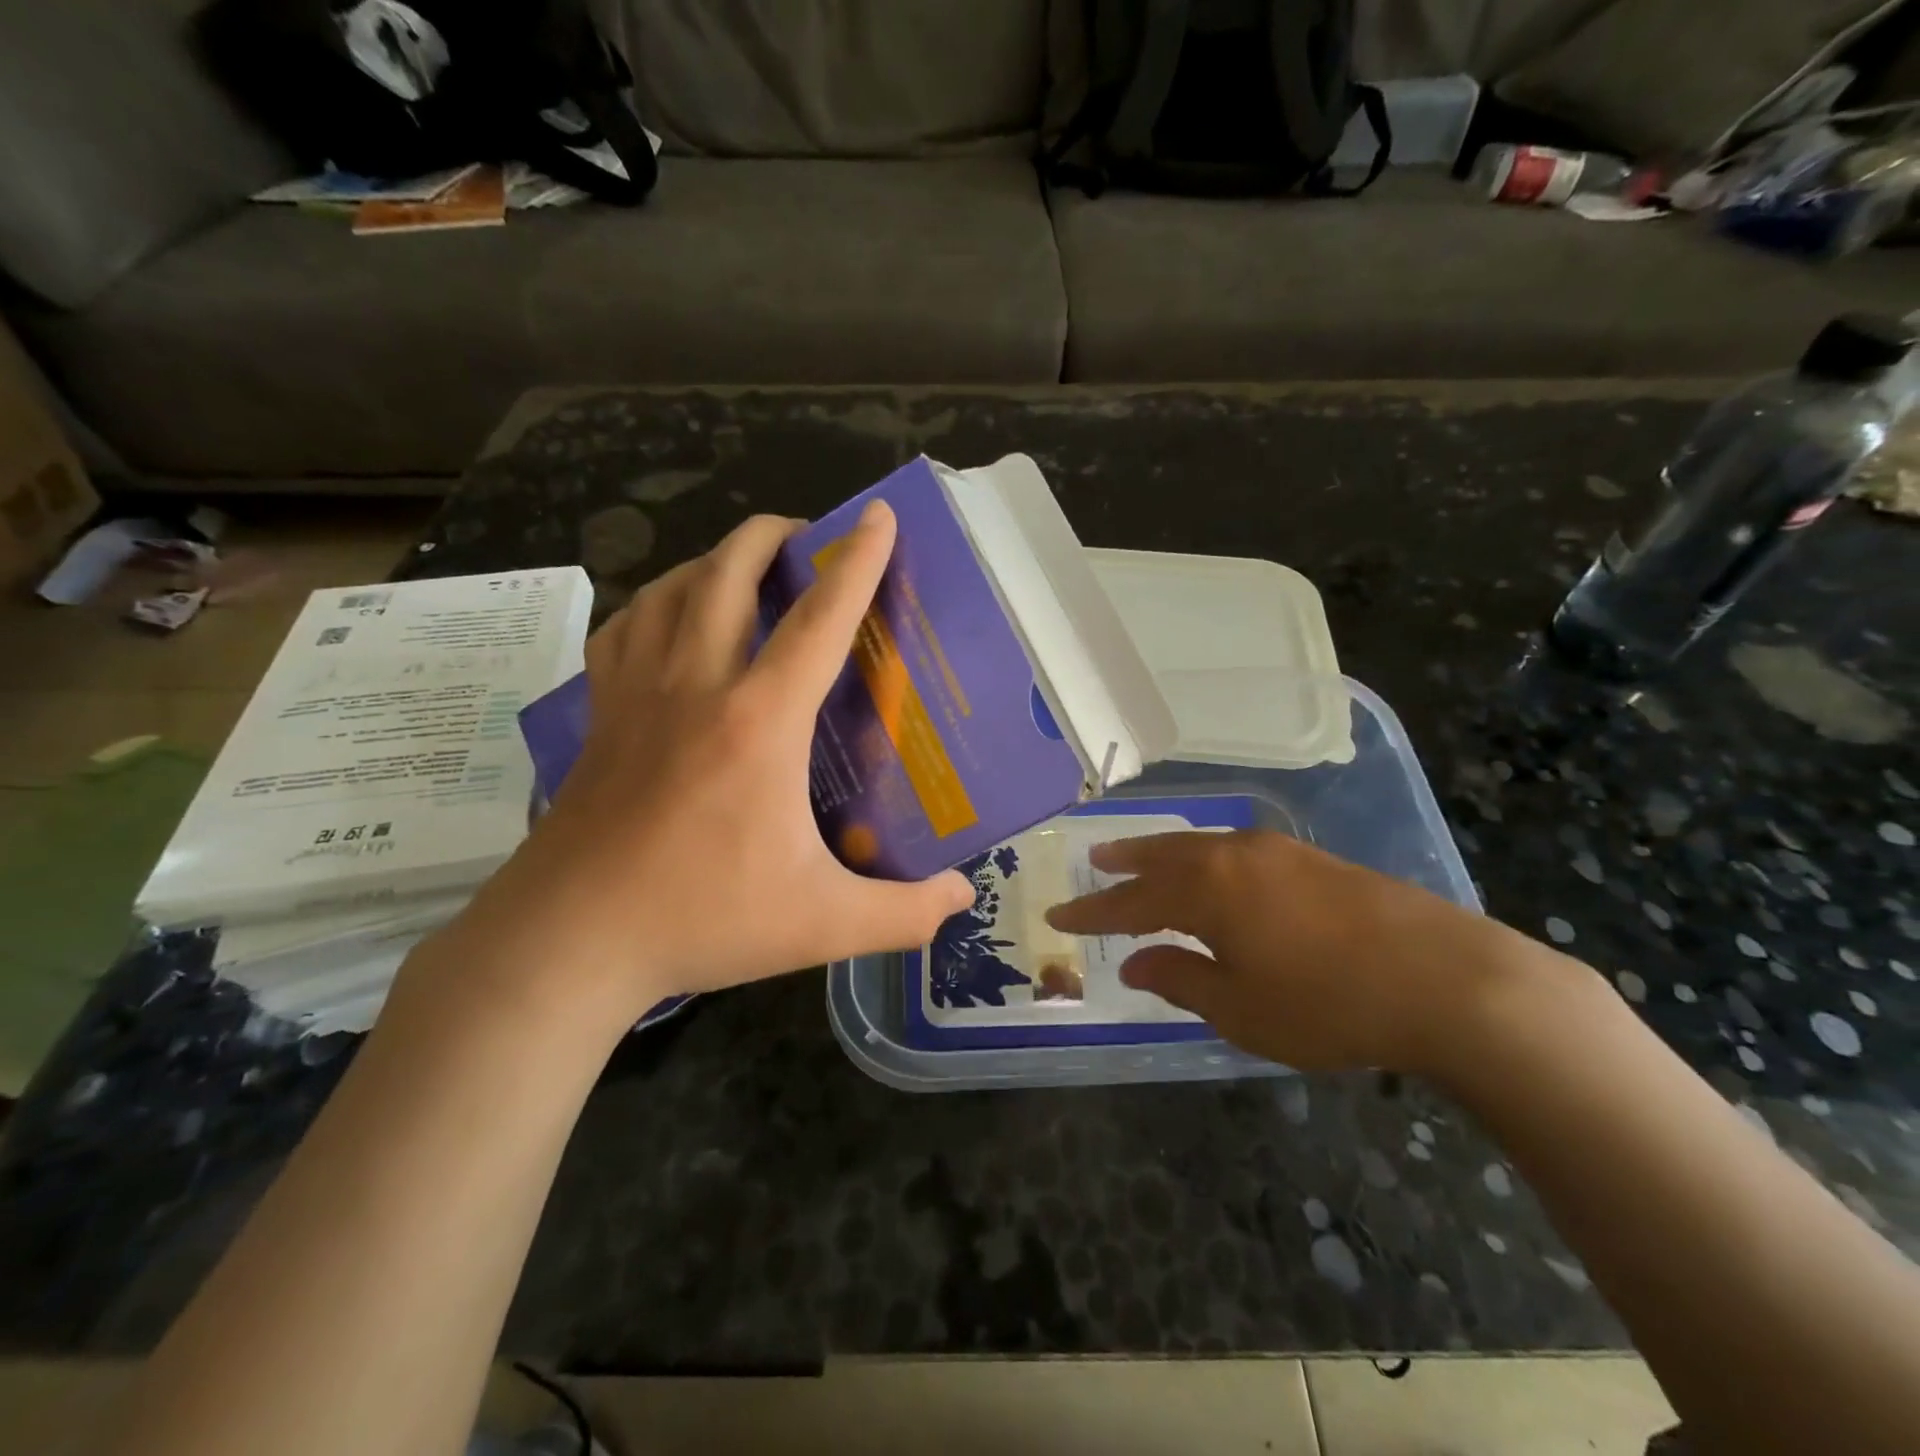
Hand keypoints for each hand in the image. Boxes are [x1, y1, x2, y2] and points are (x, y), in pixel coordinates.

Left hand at [439, 504, 973, 1027]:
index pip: (820, 621)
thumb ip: (903, 914)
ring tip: (742, 567)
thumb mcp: (821, 925)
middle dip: (771, 535)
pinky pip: (625, 628)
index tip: (878, 516)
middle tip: (805, 534)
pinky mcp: (600, 714)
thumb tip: (961, 896)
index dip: (857, 563)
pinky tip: (668, 621)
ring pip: (670, 589)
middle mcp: (697, 685)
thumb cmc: (701, 919)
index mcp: (760, 722)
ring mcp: (638, 694)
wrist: (570, 939)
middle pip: (728, 573)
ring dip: (712, 561)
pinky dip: (654, 604)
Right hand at [1045, 830, 1563, 1074]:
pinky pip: (1237, 850)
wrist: (1450, 980)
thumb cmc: (1328, 1004)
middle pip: (1163, 856)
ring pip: (1202, 846)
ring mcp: (1277, 851)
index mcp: (1206, 890)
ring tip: (1144, 857)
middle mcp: (1233, 856)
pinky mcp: (1314, 859)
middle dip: (1125, 862)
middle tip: (1095, 860)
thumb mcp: (1241, 1009)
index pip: (1129, 901)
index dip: (1090, 913)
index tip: (1057, 915)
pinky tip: (1216, 870)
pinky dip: (1207, 858)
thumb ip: (1180, 980)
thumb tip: (1133, 963)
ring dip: (1166, 853)